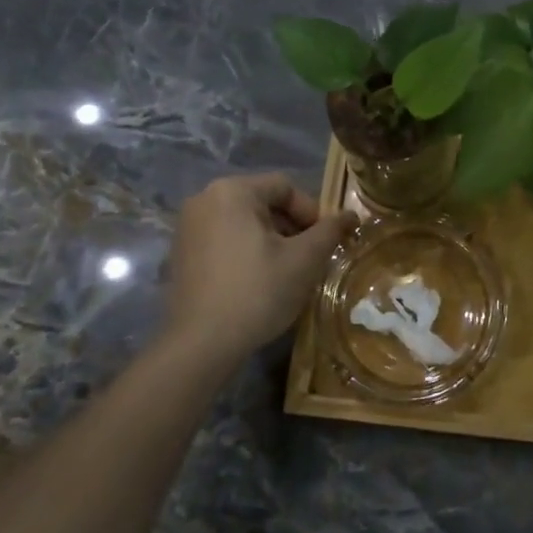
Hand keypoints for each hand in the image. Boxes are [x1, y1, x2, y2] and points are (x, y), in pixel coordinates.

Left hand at [164, 174, 355, 360]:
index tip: (323, 243)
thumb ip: (330, 231)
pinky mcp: (181, 254)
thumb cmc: (258, 291)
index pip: (285, 187)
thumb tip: (352, 215)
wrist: (201, 344)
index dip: (312, 212)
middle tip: (308, 258)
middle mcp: (204, 199)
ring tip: (286, 272)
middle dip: (291, 227)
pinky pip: (224, 240)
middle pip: (263, 203)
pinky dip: (245, 252)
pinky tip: (257, 282)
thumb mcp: (304, 259)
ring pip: (244, 223)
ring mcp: (187, 227)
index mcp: (232, 191)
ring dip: (271, 241)